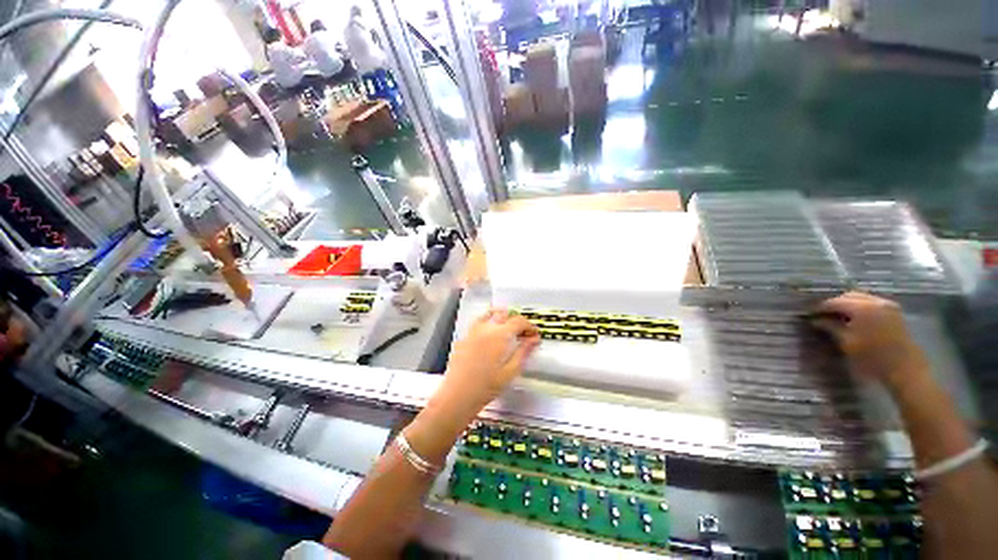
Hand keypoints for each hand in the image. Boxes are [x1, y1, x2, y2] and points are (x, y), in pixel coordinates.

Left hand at [435, 309, 539, 416]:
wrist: (457, 395)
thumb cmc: (485, 387)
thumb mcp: (510, 371)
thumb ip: (523, 352)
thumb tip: (534, 340)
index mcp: (499, 335)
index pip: (519, 321)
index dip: (530, 326)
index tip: (534, 335)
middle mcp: (486, 328)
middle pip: (505, 315)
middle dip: (517, 322)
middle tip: (523, 335)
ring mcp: (473, 330)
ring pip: (490, 314)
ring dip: (502, 318)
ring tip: (508, 330)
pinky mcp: (464, 336)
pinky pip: (479, 321)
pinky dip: (489, 321)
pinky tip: (491, 334)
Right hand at [810, 292, 927, 389]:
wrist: (905, 368)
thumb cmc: (872, 357)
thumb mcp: (847, 343)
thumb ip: (831, 328)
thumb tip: (816, 320)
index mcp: (861, 307)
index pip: (835, 302)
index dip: (821, 307)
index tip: (811, 314)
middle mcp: (875, 301)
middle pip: (850, 295)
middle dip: (836, 303)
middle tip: (824, 314)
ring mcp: (887, 305)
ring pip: (862, 298)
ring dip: (849, 304)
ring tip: (839, 316)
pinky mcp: (894, 312)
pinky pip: (873, 303)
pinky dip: (861, 307)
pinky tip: (856, 318)